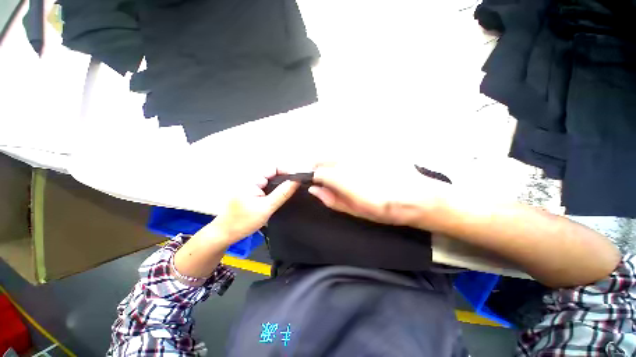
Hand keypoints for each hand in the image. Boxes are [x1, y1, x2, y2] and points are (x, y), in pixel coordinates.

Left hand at [195, 169, 299, 245]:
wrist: (224, 233)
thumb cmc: (243, 221)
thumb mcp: (267, 208)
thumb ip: (283, 193)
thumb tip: (296, 181)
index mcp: (252, 178)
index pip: (274, 167)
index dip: (287, 172)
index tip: (298, 181)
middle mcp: (250, 177)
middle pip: (273, 172)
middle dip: (285, 178)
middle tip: (296, 188)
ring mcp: (250, 183)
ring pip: (270, 178)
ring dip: (280, 184)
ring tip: (290, 192)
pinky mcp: (250, 190)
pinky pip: (266, 184)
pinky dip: (274, 188)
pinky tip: (280, 195)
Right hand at [309, 162, 447, 225]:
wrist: (419, 197)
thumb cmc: (386, 209)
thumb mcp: (356, 211)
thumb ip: (332, 199)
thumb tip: (313, 190)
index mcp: (343, 177)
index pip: (317, 171)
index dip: (313, 178)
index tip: (317, 184)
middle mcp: (349, 159)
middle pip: (323, 157)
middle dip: (320, 167)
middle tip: (327, 179)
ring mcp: (360, 151)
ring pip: (336, 152)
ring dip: (333, 162)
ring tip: (344, 175)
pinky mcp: (371, 147)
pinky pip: (351, 150)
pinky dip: (347, 158)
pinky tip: (359, 168)